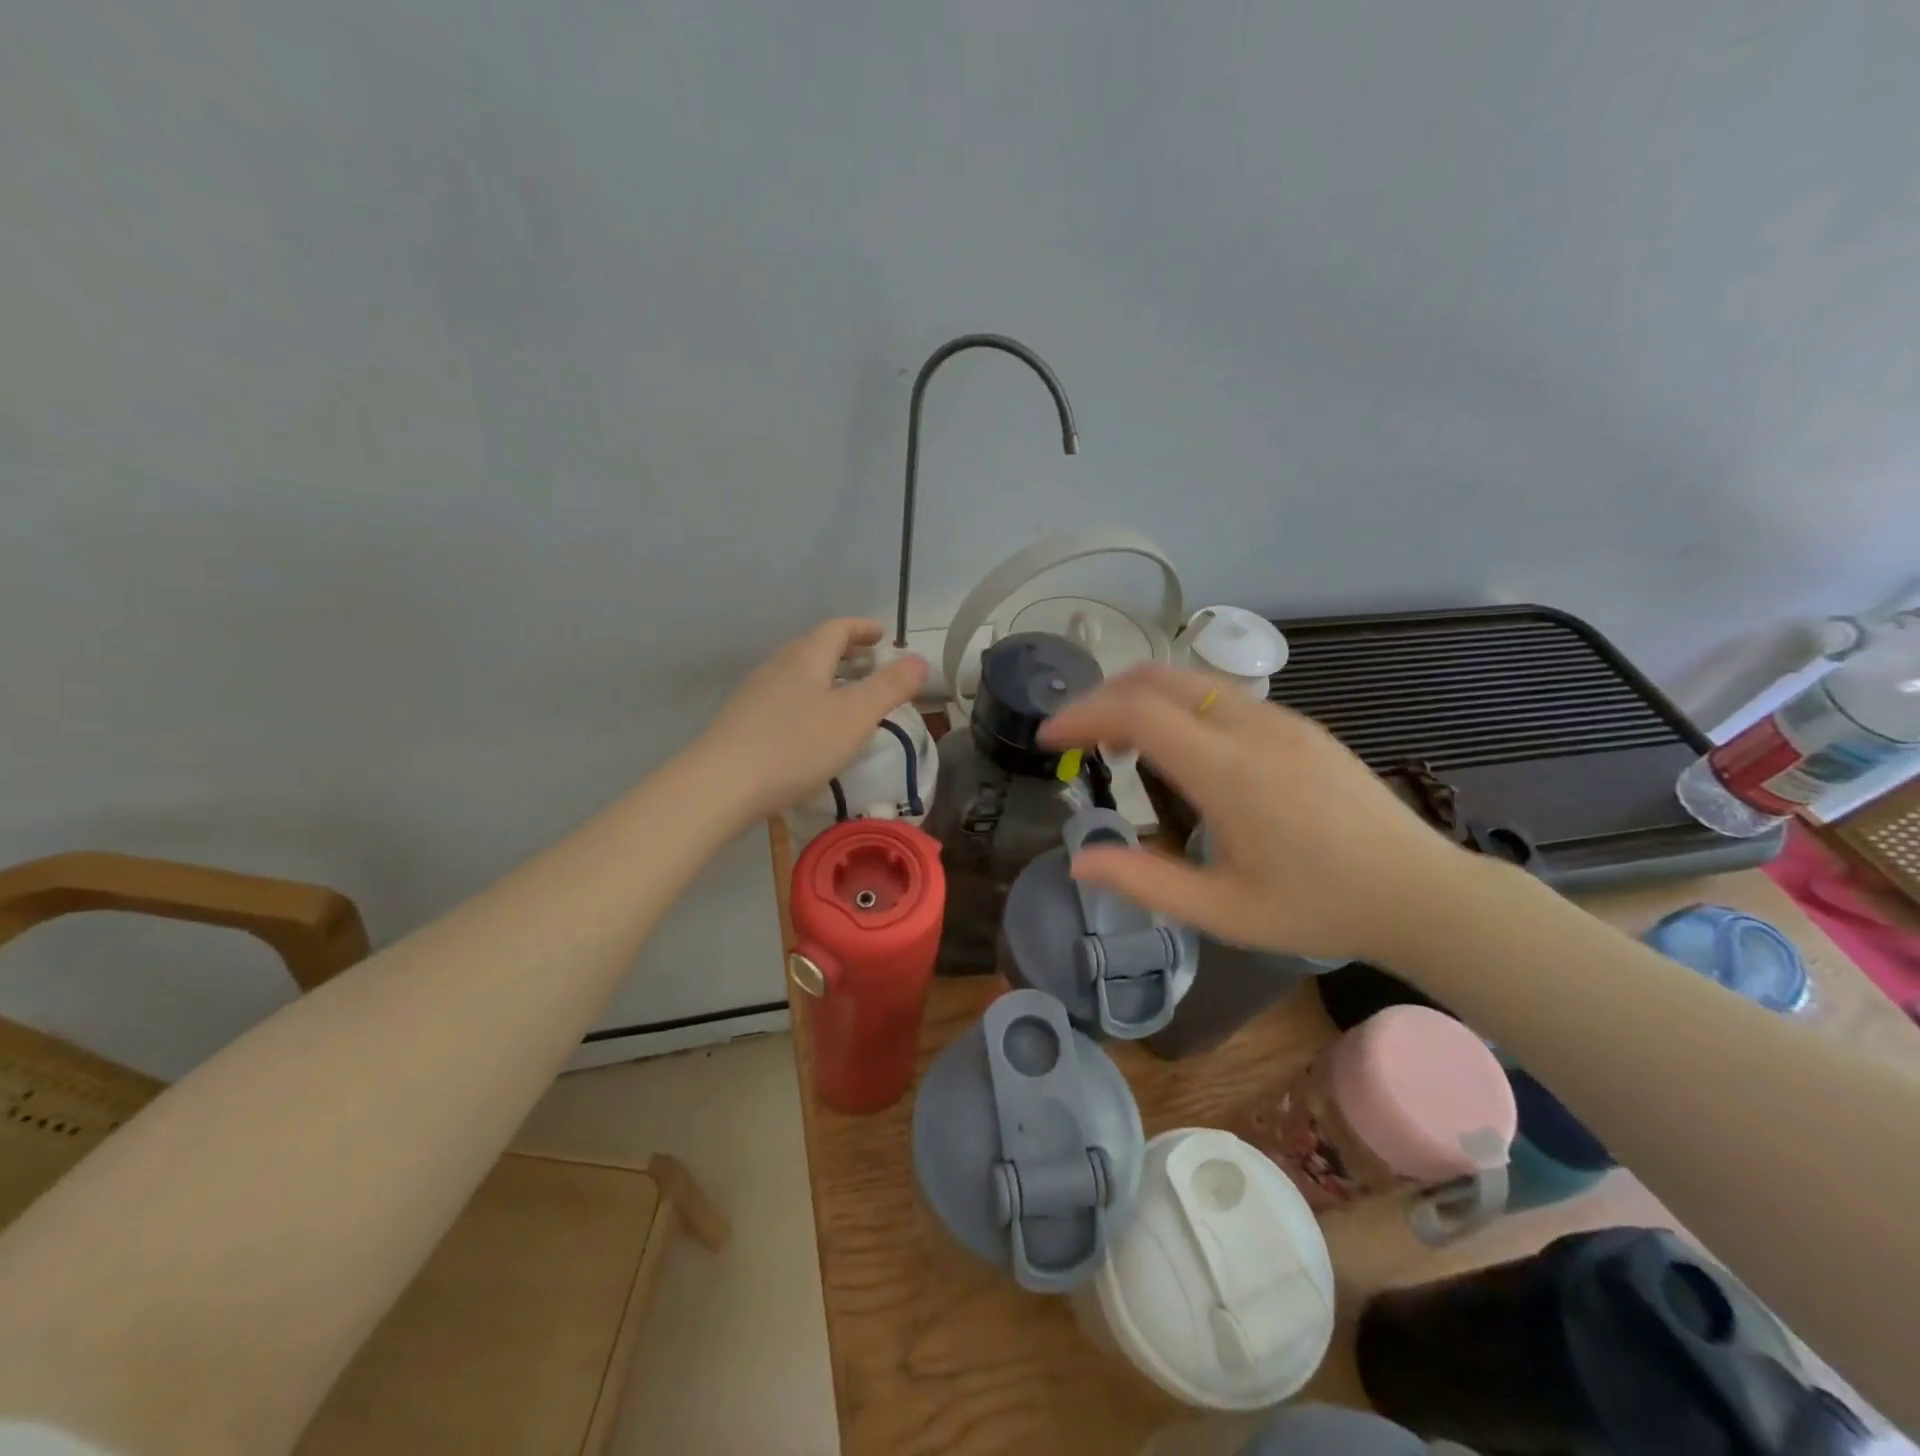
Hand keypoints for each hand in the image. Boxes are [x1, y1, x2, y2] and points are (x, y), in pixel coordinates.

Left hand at [698, 618, 928, 821]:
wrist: (721, 785)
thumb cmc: (796, 745)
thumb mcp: (855, 717)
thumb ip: (890, 687)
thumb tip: (920, 660)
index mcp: (806, 658)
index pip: (837, 629)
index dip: (862, 628)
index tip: (882, 635)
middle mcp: (777, 667)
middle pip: (813, 647)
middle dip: (844, 651)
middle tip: (868, 662)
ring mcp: (754, 694)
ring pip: (795, 673)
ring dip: (824, 676)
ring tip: (843, 695)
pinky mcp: (741, 722)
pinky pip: (782, 697)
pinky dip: (806, 698)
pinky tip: (810, 727)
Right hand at [1040, 664, 1470, 962]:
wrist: (1421, 892)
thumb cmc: (1318, 908)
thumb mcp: (1223, 912)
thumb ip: (1145, 883)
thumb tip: (1079, 861)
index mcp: (1229, 772)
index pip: (1137, 712)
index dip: (1082, 715)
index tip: (1049, 738)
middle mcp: (1251, 727)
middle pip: (1157, 678)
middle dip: (1102, 696)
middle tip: (1074, 736)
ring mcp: (1279, 719)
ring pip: (1189, 679)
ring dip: (1138, 696)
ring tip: (1114, 741)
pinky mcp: (1297, 724)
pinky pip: (1219, 694)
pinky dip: (1175, 704)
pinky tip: (1174, 747)